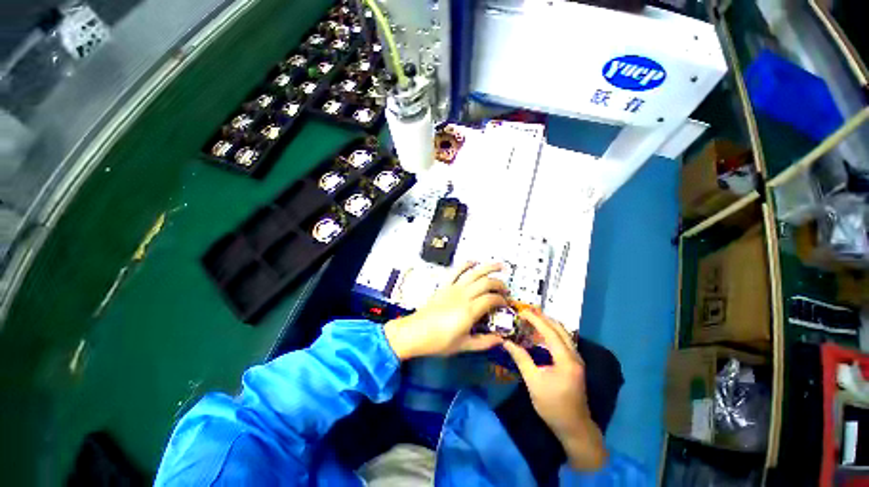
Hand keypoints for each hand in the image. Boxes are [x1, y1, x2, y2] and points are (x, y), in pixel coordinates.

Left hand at [384, 262, 507, 359]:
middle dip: (499, 284)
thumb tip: (501, 339)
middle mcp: (463, 295)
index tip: (506, 305)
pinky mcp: (444, 285)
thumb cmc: (438, 342)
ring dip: (488, 267)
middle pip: (486, 283)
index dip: (502, 300)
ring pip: (474, 273)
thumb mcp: (463, 346)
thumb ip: (484, 342)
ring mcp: (453, 288)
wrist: (415, 333)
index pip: (491, 299)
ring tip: (500, 266)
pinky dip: (465, 264)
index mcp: (469, 311)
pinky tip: (473, 262)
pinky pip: (456, 271)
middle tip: (506, 290)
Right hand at [503, 311, 607, 470]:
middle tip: (526, 312)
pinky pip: (564, 340)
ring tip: (533, 318)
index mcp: (566, 359)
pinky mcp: (575, 364)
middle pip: (560, 329)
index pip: (550, 332)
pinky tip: (543, 334)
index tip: (522, 312)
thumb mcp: (533, 382)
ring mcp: (577, 359)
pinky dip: (553, 332)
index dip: (536, 320)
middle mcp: (575, 355)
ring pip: (564, 334)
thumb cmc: (552, 406)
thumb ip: (521, 359)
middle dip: (543, 318)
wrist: (574, 427)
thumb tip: (506, 343)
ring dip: (548, 324)